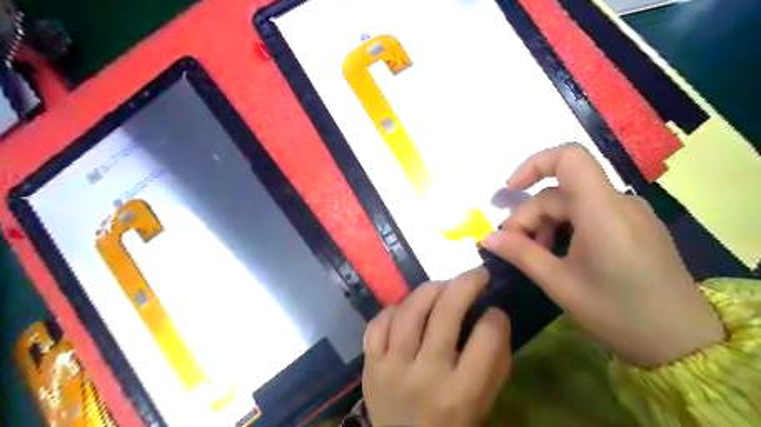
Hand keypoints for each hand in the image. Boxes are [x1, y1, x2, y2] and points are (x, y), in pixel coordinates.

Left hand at [361, 269, 509, 424]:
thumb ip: (494, 363)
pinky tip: (407, 309)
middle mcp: (425, 375)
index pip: (486, 338)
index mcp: (461, 393)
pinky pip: (378, 324)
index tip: (495, 310)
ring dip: (430, 289)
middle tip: (476, 275)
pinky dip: (394, 309)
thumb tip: (495, 317)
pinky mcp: (369, 365)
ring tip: (442, 286)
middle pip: (446, 312)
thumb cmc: (451, 425)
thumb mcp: (482, 404)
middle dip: (466, 283)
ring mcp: (392, 368)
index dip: (496, 317)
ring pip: (409, 311)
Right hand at [480, 144, 722, 366]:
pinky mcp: (635, 226)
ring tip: (537, 255)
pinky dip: (566, 227)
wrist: (684, 344)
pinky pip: (590, 214)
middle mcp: (619, 202)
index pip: (569, 158)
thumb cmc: (619, 314)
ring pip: (573, 204)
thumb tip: (486, 238)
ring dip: (546, 224)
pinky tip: (561, 254)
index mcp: (603, 211)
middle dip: (530, 216)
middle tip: (513, 248)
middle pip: (560, 192)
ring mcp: (630, 213)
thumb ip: (521, 254)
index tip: (510, 190)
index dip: (534, 165)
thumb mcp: (560, 284)